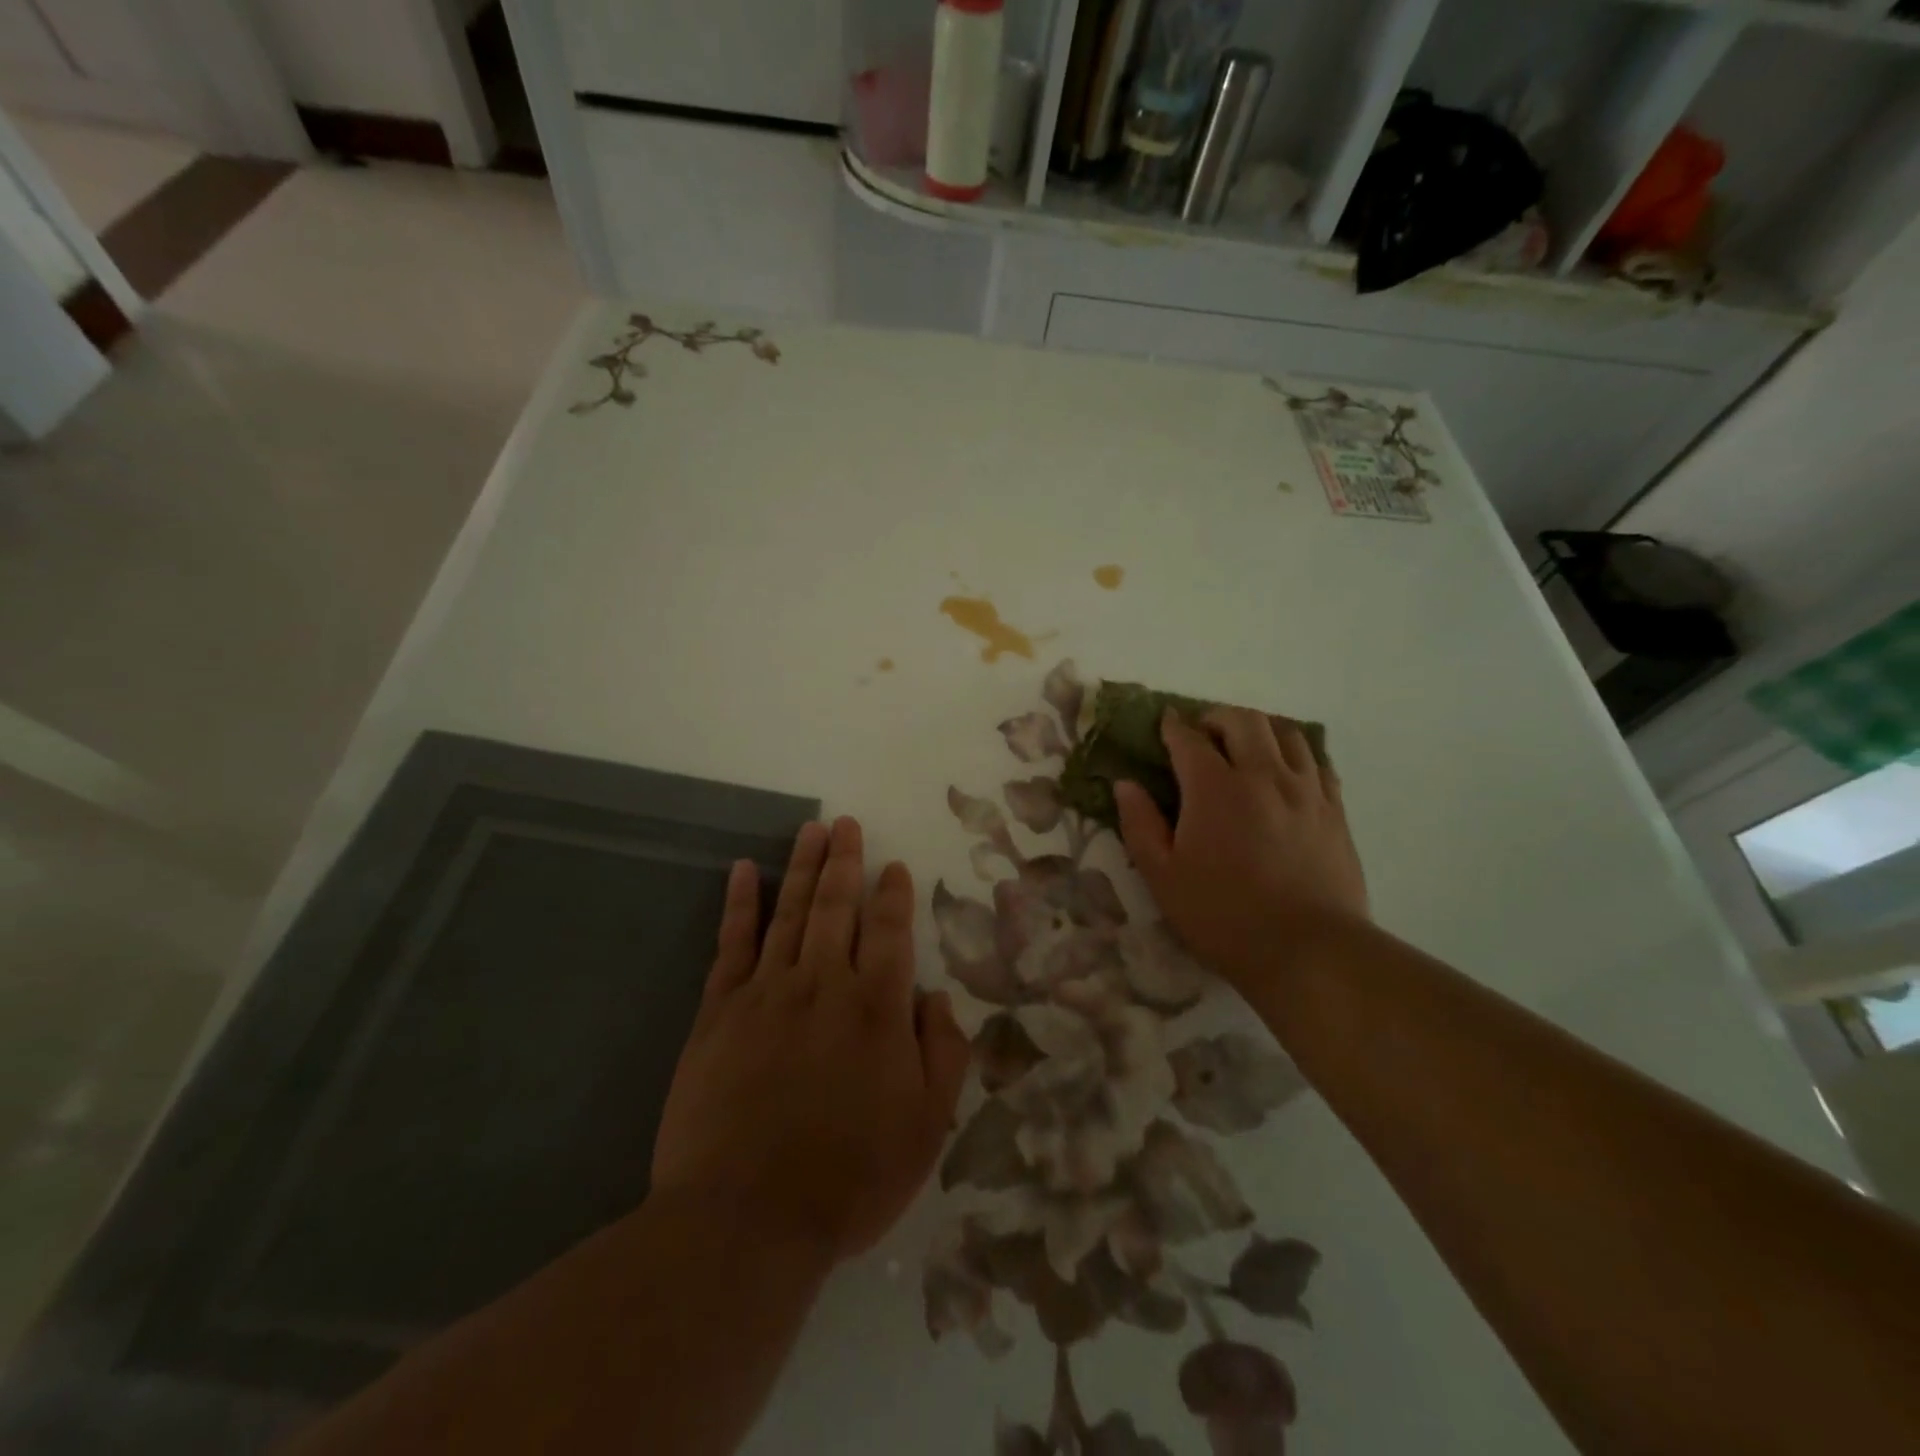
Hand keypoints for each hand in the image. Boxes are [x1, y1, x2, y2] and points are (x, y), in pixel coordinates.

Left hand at [651, 817, 970, 1261]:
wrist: (746, 1220)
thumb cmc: (850, 1177)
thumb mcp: (927, 1125)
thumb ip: (942, 1052)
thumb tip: (935, 996)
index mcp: (877, 1007)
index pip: (889, 930)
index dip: (893, 895)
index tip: (894, 867)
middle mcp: (824, 983)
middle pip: (836, 906)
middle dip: (845, 861)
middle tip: (846, 824)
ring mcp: (767, 992)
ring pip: (790, 913)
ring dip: (803, 867)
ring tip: (811, 829)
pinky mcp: (719, 1012)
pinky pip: (732, 944)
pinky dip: (741, 904)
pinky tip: (744, 871)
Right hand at [1114, 708, 1367, 990]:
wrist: (1308, 951)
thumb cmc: (1222, 916)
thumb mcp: (1162, 876)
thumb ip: (1140, 824)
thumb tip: (1125, 784)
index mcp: (1215, 789)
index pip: (1189, 738)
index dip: (1173, 726)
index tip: (1165, 724)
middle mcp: (1263, 776)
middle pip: (1243, 721)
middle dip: (1217, 718)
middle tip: (1204, 735)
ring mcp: (1305, 790)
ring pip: (1286, 733)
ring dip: (1259, 729)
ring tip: (1246, 746)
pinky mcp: (1335, 810)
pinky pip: (1318, 761)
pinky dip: (1295, 753)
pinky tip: (1286, 772)